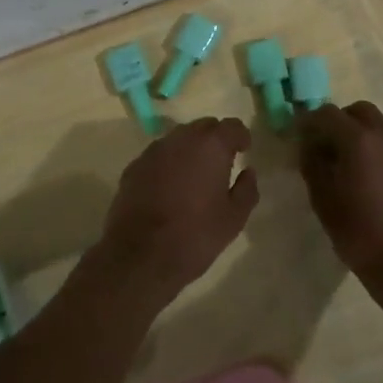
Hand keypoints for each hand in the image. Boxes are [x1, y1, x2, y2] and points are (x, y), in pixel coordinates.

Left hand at [95, 117, 258, 307]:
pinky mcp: (134, 166)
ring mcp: (154, 151)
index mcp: (211, 146)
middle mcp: (181, 139)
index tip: (244, 151)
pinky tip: (170, 187)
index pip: (232, 126)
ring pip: (179, 139)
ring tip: (195, 175)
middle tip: (222, 162)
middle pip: (203, 126)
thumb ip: (247, 189)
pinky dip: (168, 163)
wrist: (140, 256)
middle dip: (215, 139)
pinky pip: (158, 155)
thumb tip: (248, 171)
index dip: (240, 136)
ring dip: (190, 149)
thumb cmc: (195, 236)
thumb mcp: (234, 219)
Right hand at [297, 102, 382, 299]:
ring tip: (346, 162)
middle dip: (337, 121)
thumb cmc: (358, 232)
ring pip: (377, 124)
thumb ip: (312, 162)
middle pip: (357, 111)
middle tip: (324, 146)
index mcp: (359, 139)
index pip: (327, 113)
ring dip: (358, 132)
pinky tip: (367, 174)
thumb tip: (308, 143)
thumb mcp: (322, 198)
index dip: (309, 121)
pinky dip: (375, 146)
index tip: (299, 137)